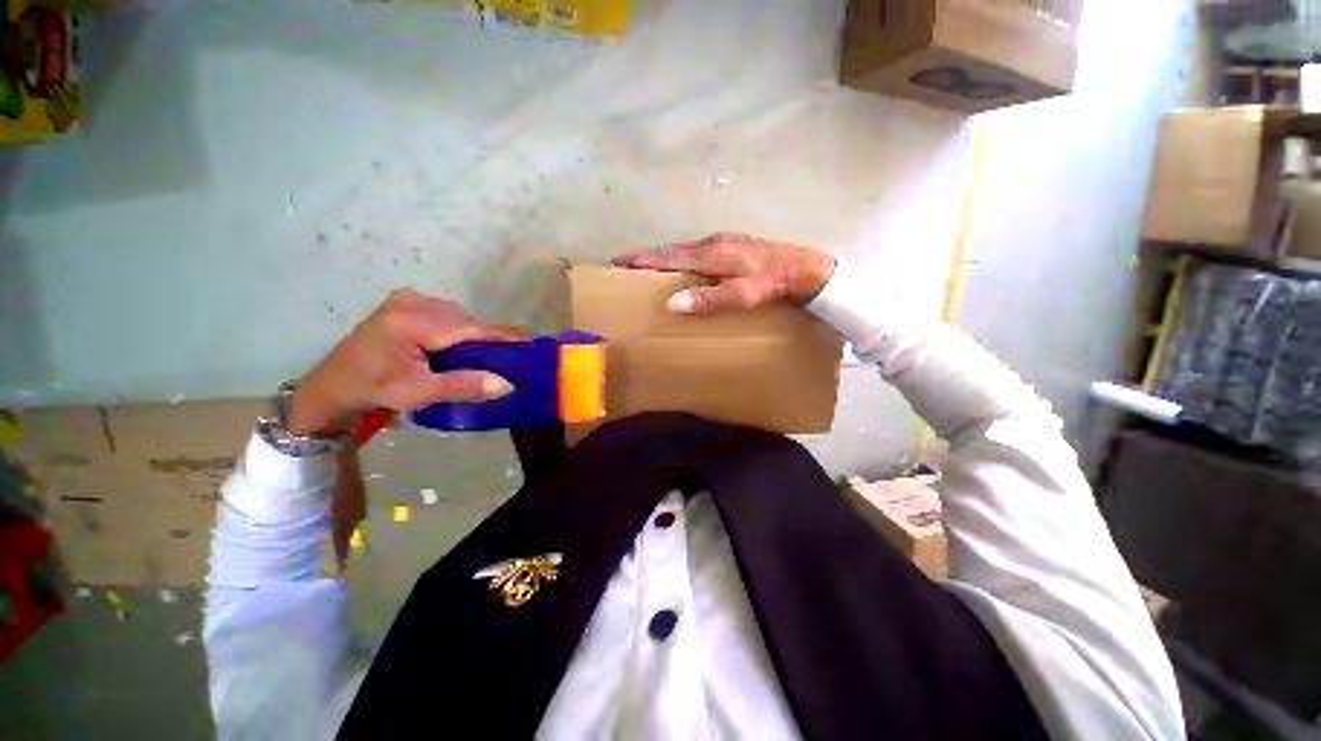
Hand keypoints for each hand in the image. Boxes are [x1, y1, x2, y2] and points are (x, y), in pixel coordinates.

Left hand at [288, 289, 512, 436]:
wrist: (333, 387)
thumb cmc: (374, 391)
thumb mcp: (419, 393)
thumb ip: (464, 386)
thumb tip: (507, 384)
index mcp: (410, 322)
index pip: (469, 328)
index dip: (501, 338)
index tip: (528, 345)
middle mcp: (410, 302)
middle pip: (465, 320)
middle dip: (483, 341)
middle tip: (498, 363)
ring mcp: (406, 299)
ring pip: (457, 316)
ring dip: (469, 335)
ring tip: (473, 358)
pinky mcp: (403, 302)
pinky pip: (444, 313)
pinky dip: (456, 330)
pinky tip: (451, 347)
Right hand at [613, 233, 835, 315]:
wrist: (804, 269)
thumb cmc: (772, 283)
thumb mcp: (742, 295)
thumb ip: (709, 299)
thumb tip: (672, 303)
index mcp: (711, 254)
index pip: (668, 256)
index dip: (642, 259)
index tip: (617, 262)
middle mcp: (713, 243)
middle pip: (672, 249)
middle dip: (648, 256)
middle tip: (626, 266)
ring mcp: (723, 243)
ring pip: (685, 249)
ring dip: (664, 257)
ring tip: (648, 269)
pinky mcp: (732, 247)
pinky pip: (698, 252)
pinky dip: (682, 259)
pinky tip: (683, 268)